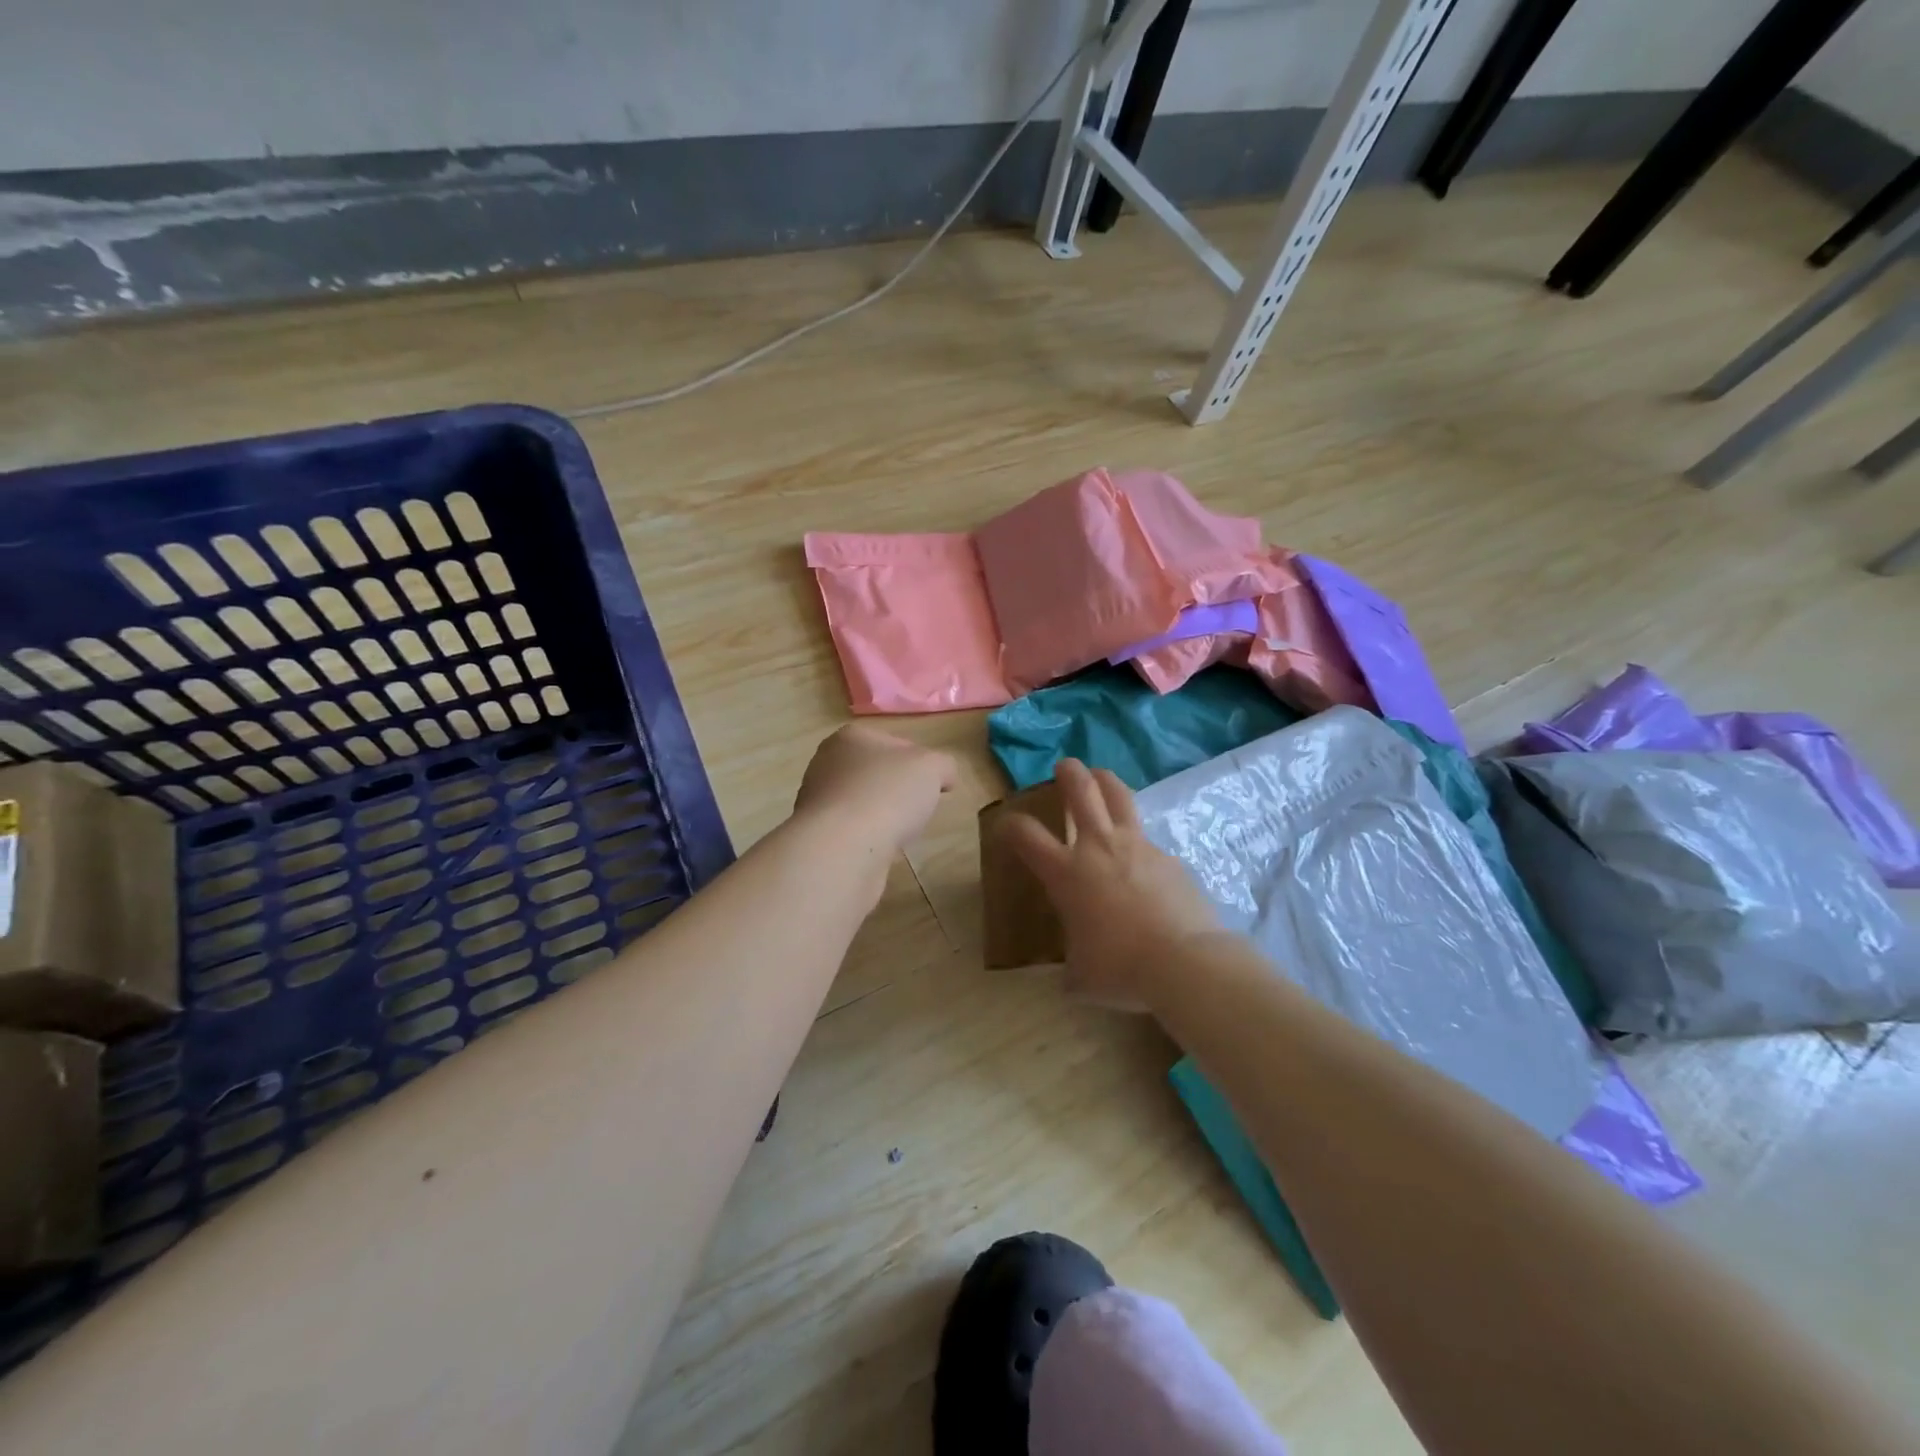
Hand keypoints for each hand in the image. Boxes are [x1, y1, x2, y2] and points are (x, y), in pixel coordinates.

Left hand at [795, 724, 957, 856]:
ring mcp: (817, 800)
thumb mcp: (933, 768)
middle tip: (918, 808)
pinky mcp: (816, 835)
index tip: (934, 784)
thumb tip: (943, 778)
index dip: (920, 763)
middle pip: (876, 774)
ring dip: (882, 816)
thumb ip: (943, 765)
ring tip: (899, 832)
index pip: (895, 744)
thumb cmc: (888, 794)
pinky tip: (879, 849)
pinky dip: (868, 839)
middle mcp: (826, 763)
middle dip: (898, 791)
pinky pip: (852, 832)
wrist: (843, 848)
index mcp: (851, 737)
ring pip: (863, 804)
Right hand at [1000, 759, 1220, 1009]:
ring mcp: (1138, 847)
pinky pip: (1148, 840)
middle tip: (1064, 767)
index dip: (1010, 825)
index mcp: (1067, 873)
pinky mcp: (1169, 858)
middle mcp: (1099, 848)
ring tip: (1101, 777)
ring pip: (1120, 797)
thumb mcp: (1082, 976)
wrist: (1184, 962)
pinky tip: (1142, 861)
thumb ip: (1072, 966)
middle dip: (1068, 774)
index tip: (1006, 825)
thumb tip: (1073, 974)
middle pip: (1080, 791)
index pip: (1026, 835)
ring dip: (1106, 781)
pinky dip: (1138, 840)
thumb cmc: (1121, 969)